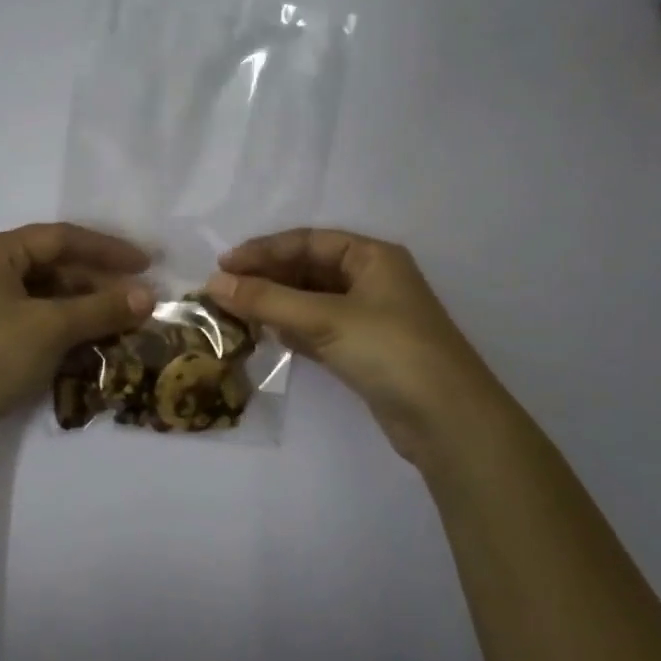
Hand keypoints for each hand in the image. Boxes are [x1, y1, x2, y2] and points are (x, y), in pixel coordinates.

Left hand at [0, 223, 154, 460]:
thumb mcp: (50, 328)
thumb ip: (101, 308)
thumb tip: (149, 296)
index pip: (60, 238)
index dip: (107, 250)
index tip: (147, 265)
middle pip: (53, 267)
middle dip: (98, 285)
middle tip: (139, 304)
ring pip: (46, 299)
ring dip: (85, 311)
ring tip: (123, 327)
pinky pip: (34, 324)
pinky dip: (64, 331)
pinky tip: (92, 347)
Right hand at [206, 229, 495, 464]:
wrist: (447, 419)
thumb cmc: (390, 350)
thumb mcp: (325, 318)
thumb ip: (268, 300)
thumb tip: (214, 282)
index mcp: (372, 257)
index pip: (307, 242)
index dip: (263, 251)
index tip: (223, 265)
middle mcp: (371, 280)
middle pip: (308, 269)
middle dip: (266, 278)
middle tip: (223, 291)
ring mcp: (369, 317)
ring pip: (310, 301)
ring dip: (275, 304)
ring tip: (235, 313)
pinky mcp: (364, 350)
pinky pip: (317, 329)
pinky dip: (291, 330)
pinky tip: (266, 335)